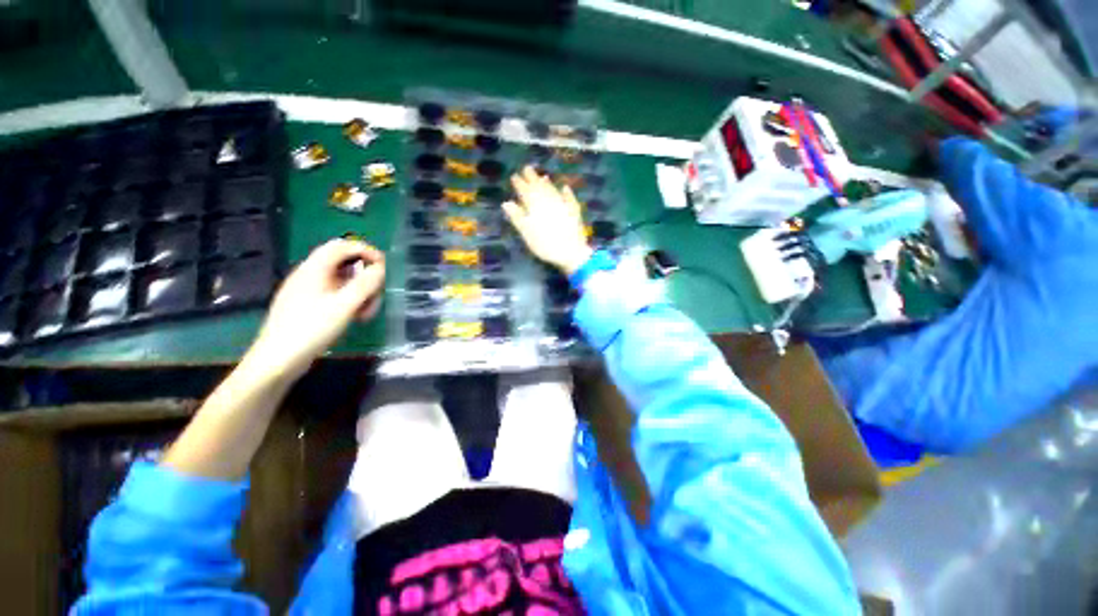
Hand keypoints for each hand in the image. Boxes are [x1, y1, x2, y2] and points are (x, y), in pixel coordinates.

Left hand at [248, 239, 385, 378]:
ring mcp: (309, 290)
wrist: (277, 361)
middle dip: (366, 278)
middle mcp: (310, 274)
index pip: (342, 246)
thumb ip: (365, 285)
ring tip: (366, 313)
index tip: (384, 267)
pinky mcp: (309, 304)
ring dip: (361, 292)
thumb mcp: (344, 307)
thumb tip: (381, 268)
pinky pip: (336, 294)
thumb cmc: (310, 330)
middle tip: (376, 297)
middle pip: (345, 264)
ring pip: (343, 281)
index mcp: (314, 269)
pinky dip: (350, 301)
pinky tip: (355, 317)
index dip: (366, 251)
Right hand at [503, 166, 592, 274]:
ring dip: (547, 183)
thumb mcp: (527, 233)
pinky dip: (567, 192)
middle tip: (527, 168)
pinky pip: (570, 198)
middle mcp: (549, 202)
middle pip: (540, 187)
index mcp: (535, 206)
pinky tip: (565, 187)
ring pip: (553, 190)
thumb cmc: (545, 245)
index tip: (514, 176)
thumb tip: (506, 203)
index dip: (520, 184)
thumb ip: (517, 217)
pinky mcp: (574, 212)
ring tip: (543, 176)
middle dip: (532, 178)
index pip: (525, 191)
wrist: (571, 252)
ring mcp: (563, 205)